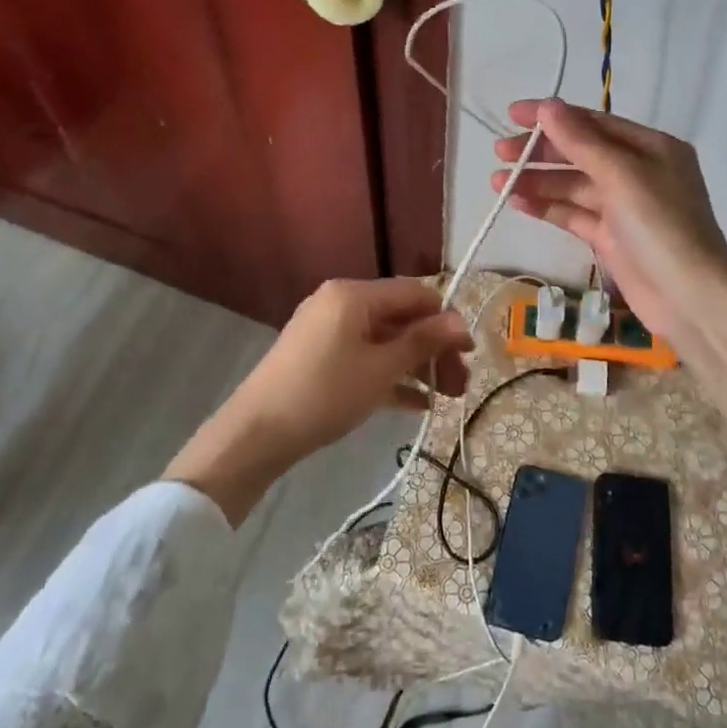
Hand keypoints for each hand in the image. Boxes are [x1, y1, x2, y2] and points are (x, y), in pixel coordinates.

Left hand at [165, 279, 469, 523]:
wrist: (257, 433)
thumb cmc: (325, 393)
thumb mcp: (381, 369)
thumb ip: (422, 342)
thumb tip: (460, 322)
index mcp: (354, 295)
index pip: (415, 294)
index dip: (446, 321)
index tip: (469, 354)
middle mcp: (341, 303)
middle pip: (401, 319)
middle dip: (434, 350)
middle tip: (460, 386)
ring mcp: (328, 331)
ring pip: (385, 341)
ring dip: (417, 366)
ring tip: (444, 399)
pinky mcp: (319, 357)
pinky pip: (365, 358)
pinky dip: (390, 375)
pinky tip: (416, 404)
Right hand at [492, 99, 726, 347]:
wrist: (689, 298)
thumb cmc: (661, 226)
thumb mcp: (622, 175)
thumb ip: (581, 142)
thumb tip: (548, 106)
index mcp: (651, 147)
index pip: (594, 122)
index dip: (552, 116)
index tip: (513, 114)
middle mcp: (638, 171)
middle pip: (580, 153)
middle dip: (540, 151)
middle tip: (500, 151)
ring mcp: (624, 207)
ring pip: (573, 185)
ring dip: (538, 181)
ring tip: (498, 182)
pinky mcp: (611, 237)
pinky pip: (573, 214)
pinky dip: (547, 207)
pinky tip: (517, 202)